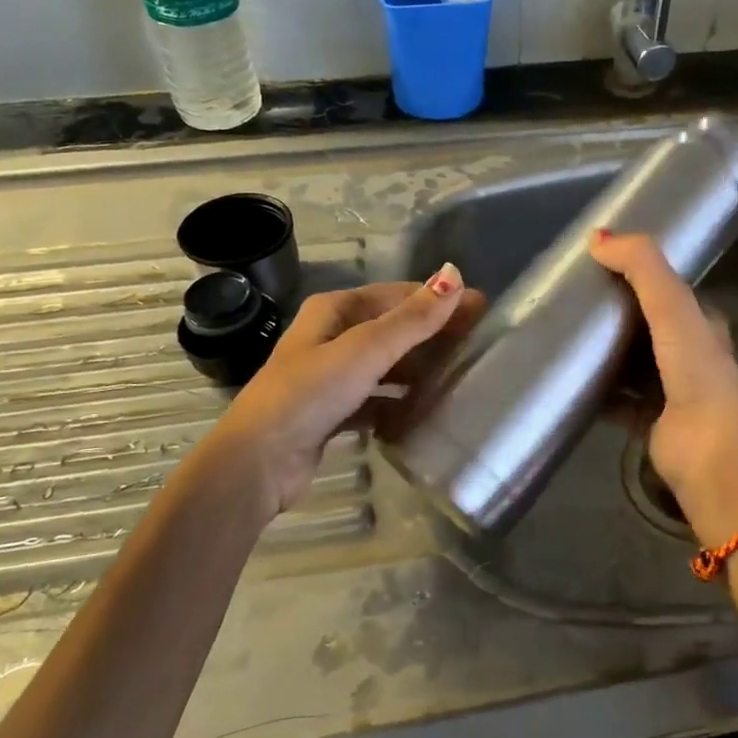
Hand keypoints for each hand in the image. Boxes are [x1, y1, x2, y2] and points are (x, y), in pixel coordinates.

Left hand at [179, 265, 480, 520]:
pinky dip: (397, 404)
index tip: (480, 310)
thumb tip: (454, 274)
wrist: (257, 463)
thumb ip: (413, 318)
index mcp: (334, 311)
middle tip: (476, 347)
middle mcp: (330, 338)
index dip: (438, 300)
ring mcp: (330, 378)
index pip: (397, 295)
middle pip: (392, 330)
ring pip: (385, 367)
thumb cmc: (310, 393)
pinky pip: (376, 401)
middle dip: (431, 337)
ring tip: (459, 379)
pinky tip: (424, 414)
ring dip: (417, 371)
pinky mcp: (331, 413)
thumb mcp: (366, 350)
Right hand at [589, 231, 737, 541]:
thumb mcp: (672, 307)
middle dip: (620, 317)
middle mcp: (692, 359)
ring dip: (608, 355)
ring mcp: (674, 395)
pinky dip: (598, 394)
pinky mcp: (652, 425)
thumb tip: (599, 237)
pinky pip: (619, 403)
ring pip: (634, 366)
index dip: (644, 278)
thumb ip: (642, 267)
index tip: (605, 267)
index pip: (673, 294)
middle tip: (576, 302)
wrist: (708, 452)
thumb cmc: (696, 374)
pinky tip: (571, 384)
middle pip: (651, 330)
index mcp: (704, 328)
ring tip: (567, 339)